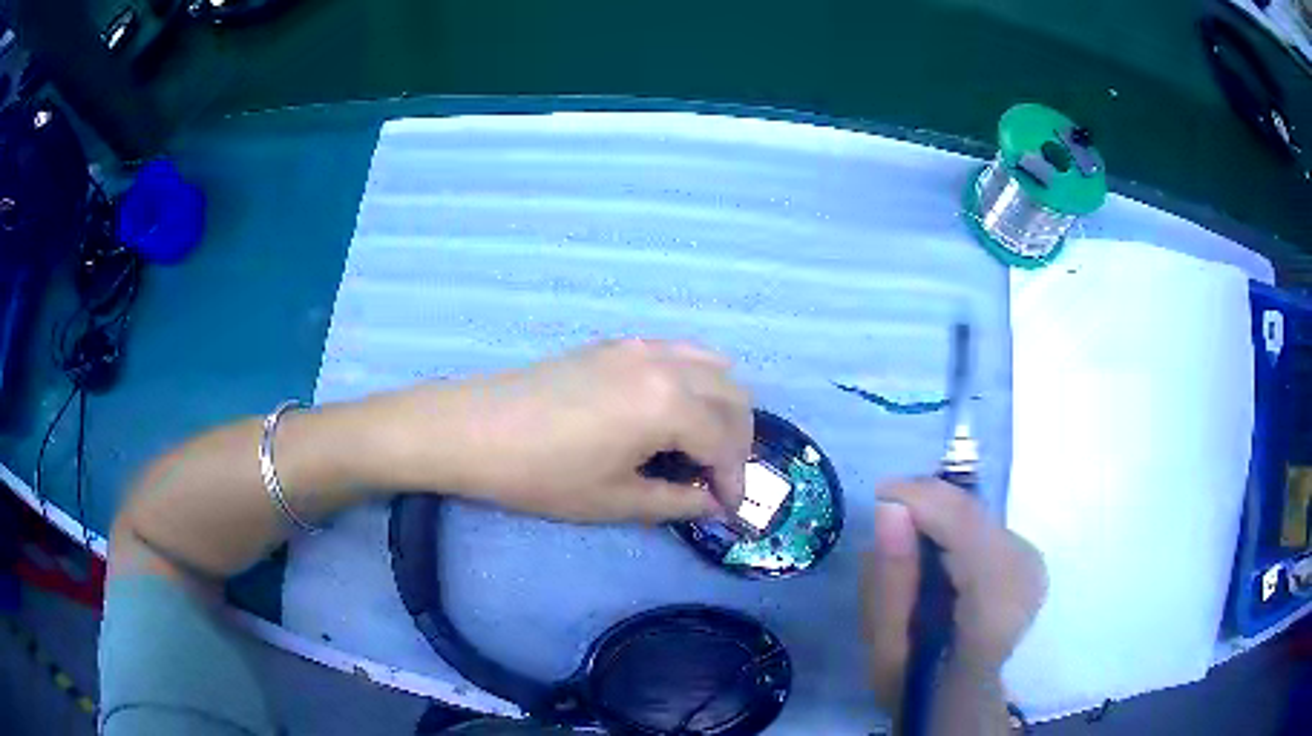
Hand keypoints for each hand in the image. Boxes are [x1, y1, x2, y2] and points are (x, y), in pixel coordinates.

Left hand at [372, 339, 751, 522]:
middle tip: (717, 481)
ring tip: (700, 447)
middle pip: (734, 398)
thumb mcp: (615, 500)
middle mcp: (667, 364)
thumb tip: (713, 504)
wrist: (472, 430)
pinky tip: (670, 413)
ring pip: (714, 368)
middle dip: (737, 443)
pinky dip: (695, 382)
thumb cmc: (542, 474)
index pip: (727, 443)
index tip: (729, 511)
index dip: (735, 482)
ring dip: (721, 408)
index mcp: (670, 404)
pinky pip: (680, 354)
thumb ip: (677, 502)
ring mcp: (642, 347)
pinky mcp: (617, 344)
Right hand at [862, 480, 1046, 711]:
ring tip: (909, 551)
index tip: (879, 497)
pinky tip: (939, 559)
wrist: (961, 701)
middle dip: (927, 509)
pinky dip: (956, 531)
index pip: (965, 524)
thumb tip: (889, 507)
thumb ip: (890, 579)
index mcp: (994, 606)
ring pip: (978, 515)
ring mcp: (1032, 564)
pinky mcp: (1030, 558)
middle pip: (972, 513)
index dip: (922, 498)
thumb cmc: (917, 683)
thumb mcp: (886, 649)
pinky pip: (985, 525)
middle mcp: (1025, 575)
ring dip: (940, 520)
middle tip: (887, 530)